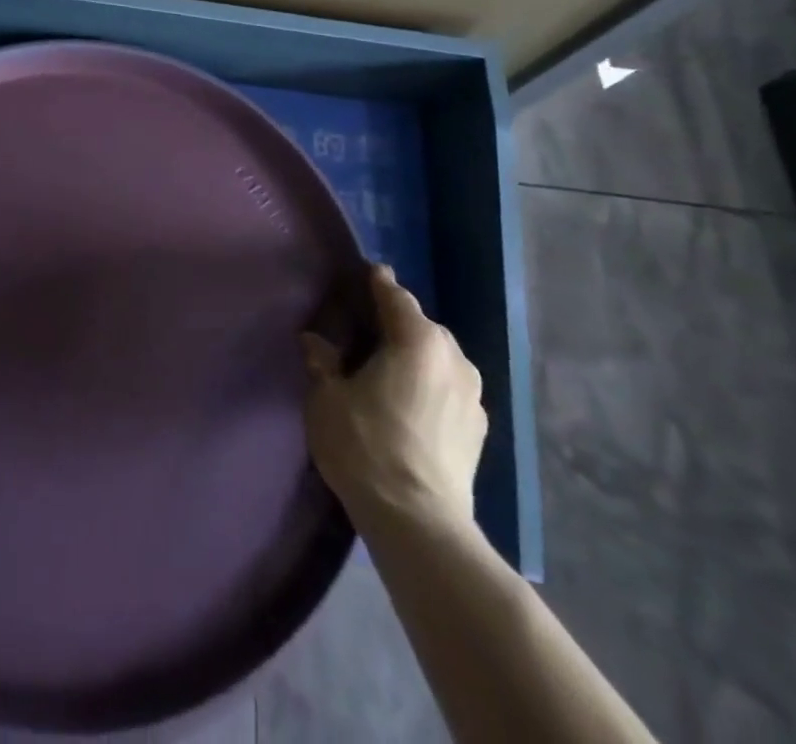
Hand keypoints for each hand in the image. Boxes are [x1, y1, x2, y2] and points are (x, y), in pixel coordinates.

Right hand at [302, 264, 486, 526]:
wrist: (420, 522)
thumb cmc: (366, 446)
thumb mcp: (327, 399)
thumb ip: (322, 362)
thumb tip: (315, 341)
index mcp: (417, 339)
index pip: (395, 296)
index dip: (378, 282)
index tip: (367, 273)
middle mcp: (453, 356)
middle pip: (421, 326)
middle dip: (396, 325)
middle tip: (367, 332)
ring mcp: (473, 394)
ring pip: (439, 358)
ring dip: (417, 358)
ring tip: (390, 372)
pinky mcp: (480, 428)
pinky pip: (450, 389)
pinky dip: (431, 387)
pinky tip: (412, 407)